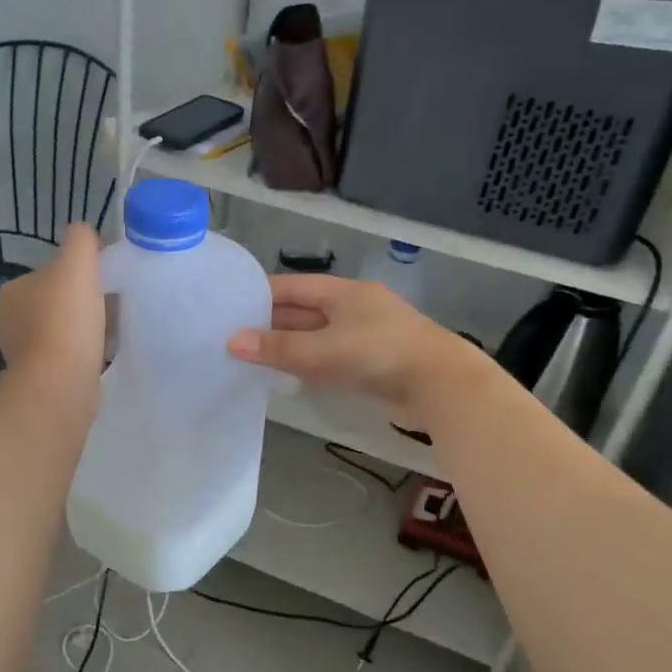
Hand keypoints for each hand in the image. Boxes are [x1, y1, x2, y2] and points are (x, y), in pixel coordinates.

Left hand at [0, 225, 106, 407]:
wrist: (61, 384)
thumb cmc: (66, 320)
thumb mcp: (77, 262)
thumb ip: (81, 239)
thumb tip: (85, 234)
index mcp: (12, 291)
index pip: (50, 272)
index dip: (79, 273)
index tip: (104, 281)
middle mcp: (10, 321)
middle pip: (57, 300)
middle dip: (82, 301)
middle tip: (112, 305)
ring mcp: (23, 352)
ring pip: (62, 328)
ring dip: (83, 328)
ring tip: (110, 330)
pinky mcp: (40, 378)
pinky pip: (67, 355)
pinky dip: (82, 351)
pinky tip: (101, 353)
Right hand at [227, 275, 494, 430]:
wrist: (441, 385)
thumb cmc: (380, 355)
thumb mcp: (324, 350)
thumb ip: (279, 348)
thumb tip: (232, 342)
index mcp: (344, 292)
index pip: (294, 286)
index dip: (262, 294)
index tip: (230, 305)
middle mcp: (355, 308)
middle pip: (305, 311)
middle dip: (272, 323)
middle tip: (234, 336)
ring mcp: (366, 335)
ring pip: (318, 336)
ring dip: (290, 346)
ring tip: (252, 356)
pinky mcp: (374, 362)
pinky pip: (332, 357)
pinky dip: (310, 363)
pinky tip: (289, 375)